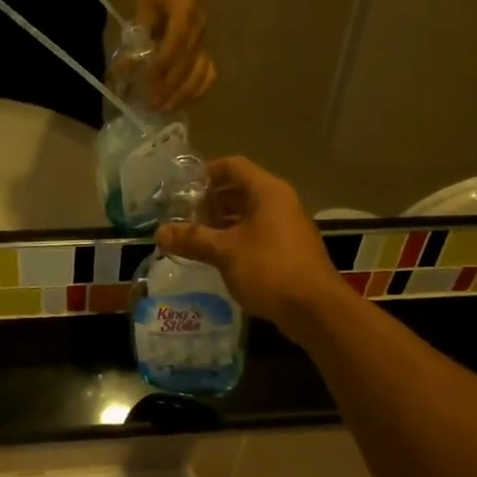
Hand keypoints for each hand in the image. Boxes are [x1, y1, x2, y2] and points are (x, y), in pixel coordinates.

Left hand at [135, 0, 215, 110]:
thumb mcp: (140, 11)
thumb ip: (133, 41)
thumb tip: (122, 72)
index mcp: (184, 10)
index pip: (177, 42)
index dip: (162, 65)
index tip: (146, 84)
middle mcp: (200, 27)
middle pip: (189, 63)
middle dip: (169, 87)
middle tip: (150, 105)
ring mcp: (206, 40)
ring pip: (201, 73)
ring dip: (182, 94)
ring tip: (163, 108)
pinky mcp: (206, 50)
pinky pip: (208, 75)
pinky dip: (196, 91)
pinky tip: (180, 102)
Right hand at [157, 157, 353, 343]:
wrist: (316, 310)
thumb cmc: (269, 269)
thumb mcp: (225, 252)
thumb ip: (192, 239)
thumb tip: (159, 232)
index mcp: (267, 191)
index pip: (232, 166)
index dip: (205, 172)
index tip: (181, 187)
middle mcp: (280, 202)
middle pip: (240, 189)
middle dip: (210, 200)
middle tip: (182, 214)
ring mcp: (287, 226)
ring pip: (248, 213)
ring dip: (222, 221)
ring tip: (194, 235)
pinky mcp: (289, 250)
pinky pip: (257, 233)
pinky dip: (236, 237)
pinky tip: (217, 255)